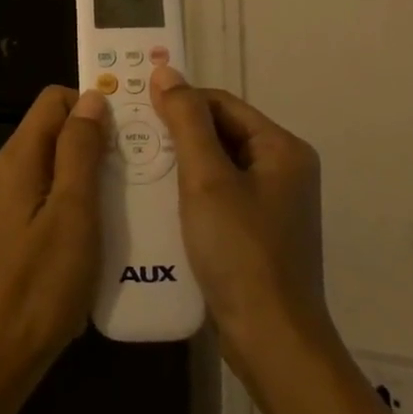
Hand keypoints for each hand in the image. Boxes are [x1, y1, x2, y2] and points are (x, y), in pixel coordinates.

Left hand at [0, 86, 106, 406]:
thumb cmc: (40, 286)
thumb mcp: (73, 214)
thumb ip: (80, 151)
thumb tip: (91, 98)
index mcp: (15, 159)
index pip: (52, 100)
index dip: (90, 105)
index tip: (127, 131)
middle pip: (49, 132)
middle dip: (91, 142)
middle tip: (133, 170)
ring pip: (46, 167)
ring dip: (82, 175)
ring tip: (120, 201)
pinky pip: (37, 197)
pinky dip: (66, 202)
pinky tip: (91, 233)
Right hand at [149, 68, 333, 372]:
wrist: (271, 342)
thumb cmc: (240, 252)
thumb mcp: (207, 179)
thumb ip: (186, 122)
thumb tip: (166, 72)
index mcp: (282, 149)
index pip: (222, 103)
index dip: (179, 101)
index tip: (135, 109)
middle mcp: (283, 170)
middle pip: (220, 133)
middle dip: (175, 134)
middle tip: (129, 139)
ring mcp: (272, 204)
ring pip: (216, 166)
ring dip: (178, 164)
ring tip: (135, 167)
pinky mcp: (257, 233)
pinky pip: (218, 196)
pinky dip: (188, 193)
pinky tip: (156, 202)